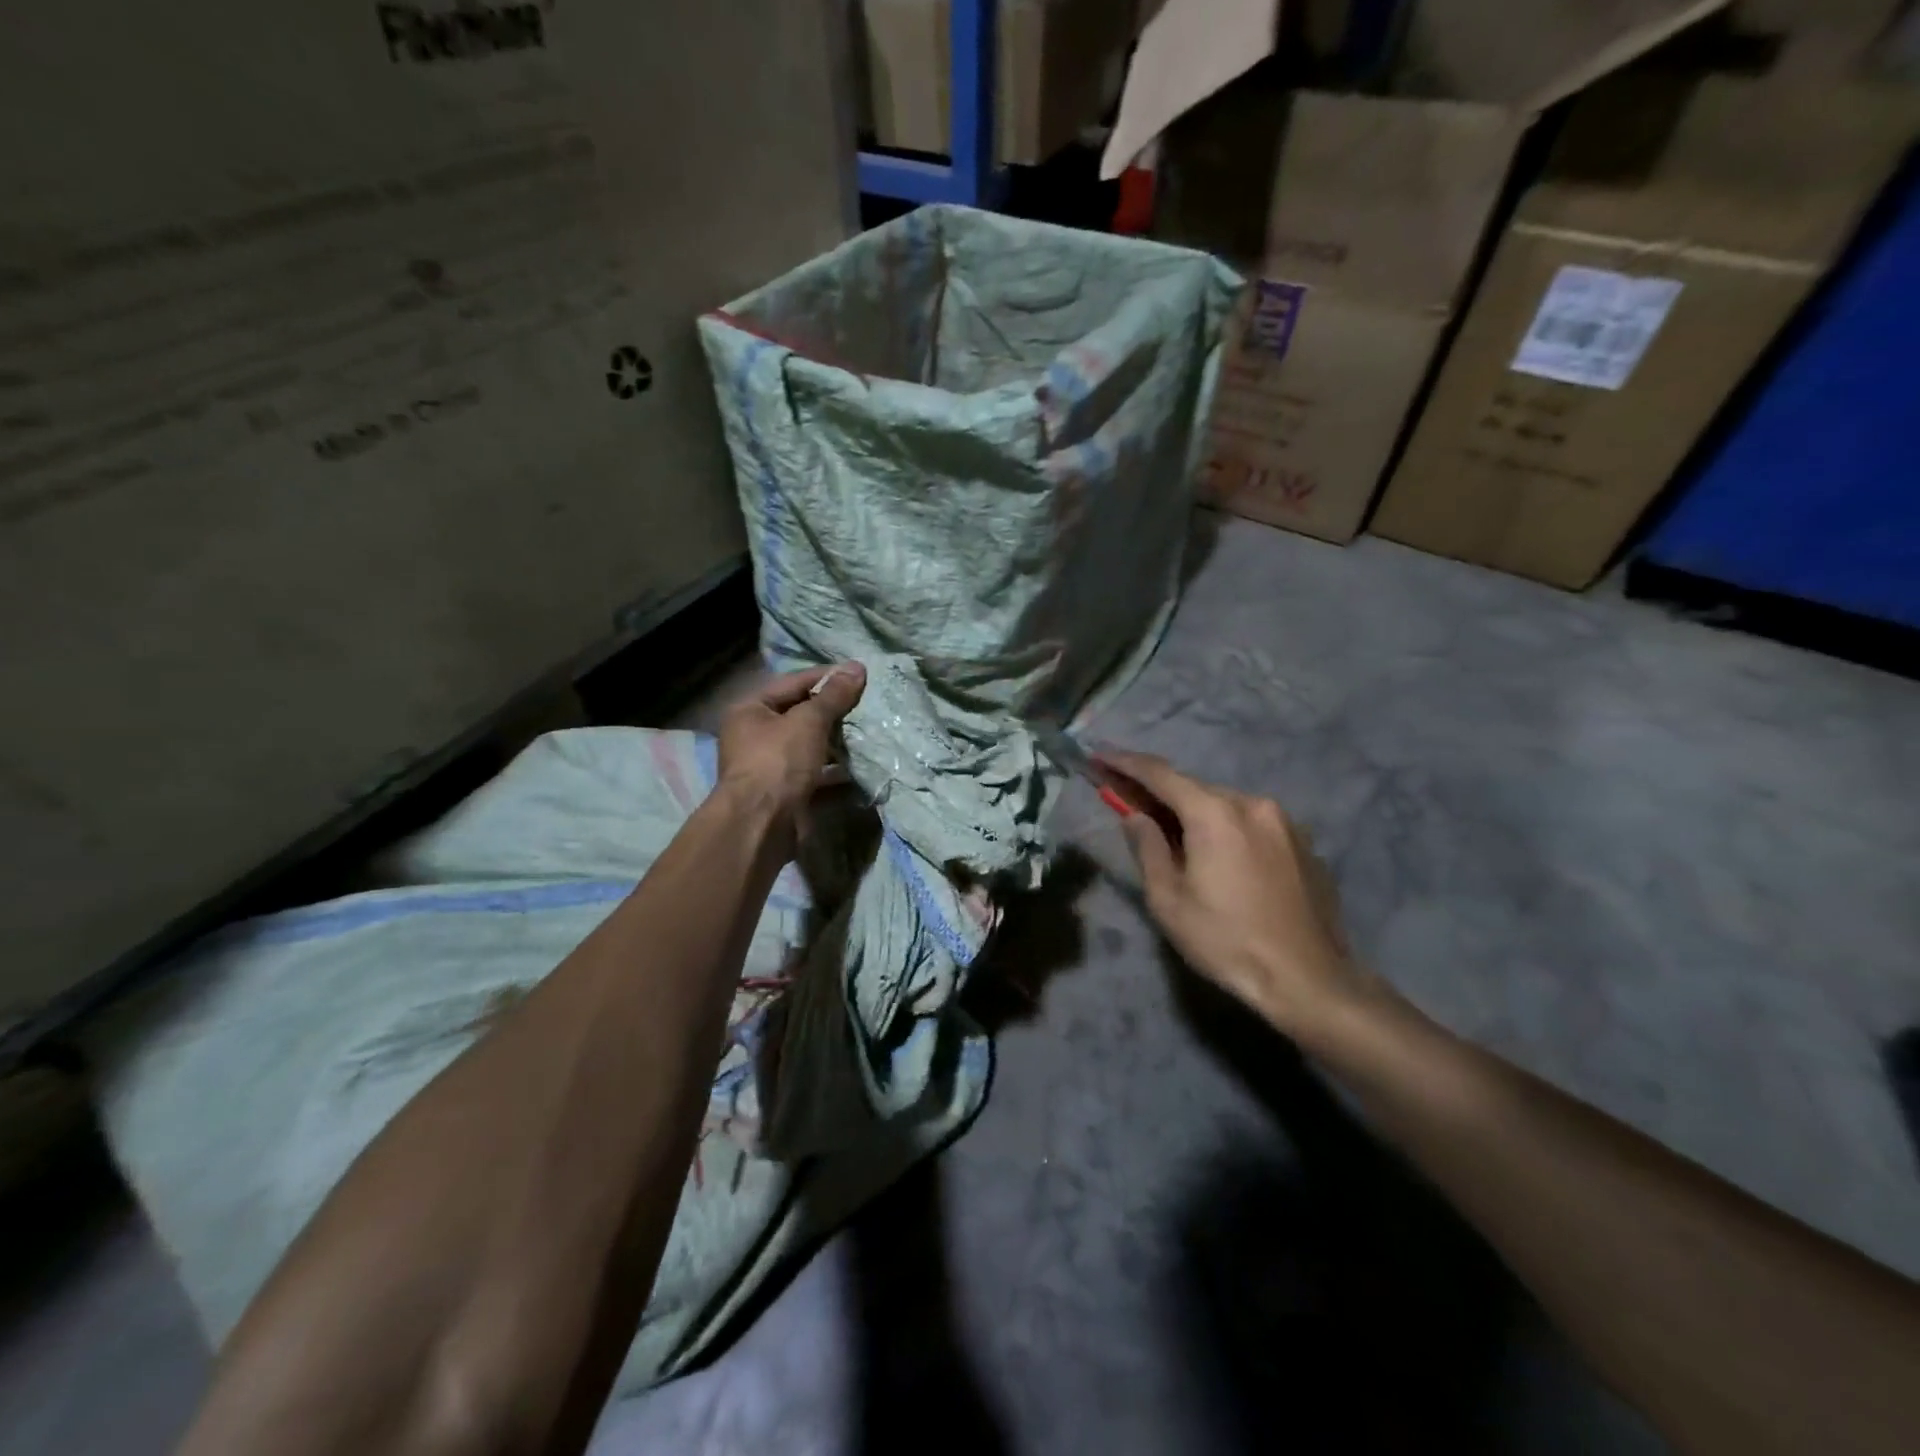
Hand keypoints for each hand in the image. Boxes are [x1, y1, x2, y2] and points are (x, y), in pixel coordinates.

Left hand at [715, 663, 865, 846]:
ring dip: (836, 741)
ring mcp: (770, 766)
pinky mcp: (786, 792)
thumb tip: (857, 667)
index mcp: (751, 710)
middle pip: (800, 714)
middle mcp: (755, 735)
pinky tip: (860, 766)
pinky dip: (835, 770)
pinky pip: (815, 773)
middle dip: (833, 711)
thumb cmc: (778, 762)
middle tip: (867, 704)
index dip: (826, 677)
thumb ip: (834, 695)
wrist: (762, 825)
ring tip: (868, 732)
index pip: (793, 683)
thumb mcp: (808, 721)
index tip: (859, 676)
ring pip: (809, 745)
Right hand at [1102, 751, 1369, 1038]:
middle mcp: (1252, 803)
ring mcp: (1284, 821)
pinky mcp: (1303, 843)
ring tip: (1175, 838)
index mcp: (1214, 813)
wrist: (1309, 980)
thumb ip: (1147, 847)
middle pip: (1194, 789)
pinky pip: (1251, 824)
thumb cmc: (1226, 941)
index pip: (1160, 774)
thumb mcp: (1168, 900)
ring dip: (1195, 814)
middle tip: (1131, 803)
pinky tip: (1220, 859)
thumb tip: (1135, 815)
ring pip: (1225, 806)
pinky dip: (1226, 829)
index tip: (1099, 756)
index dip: (1125, 763)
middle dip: (1160, 794)